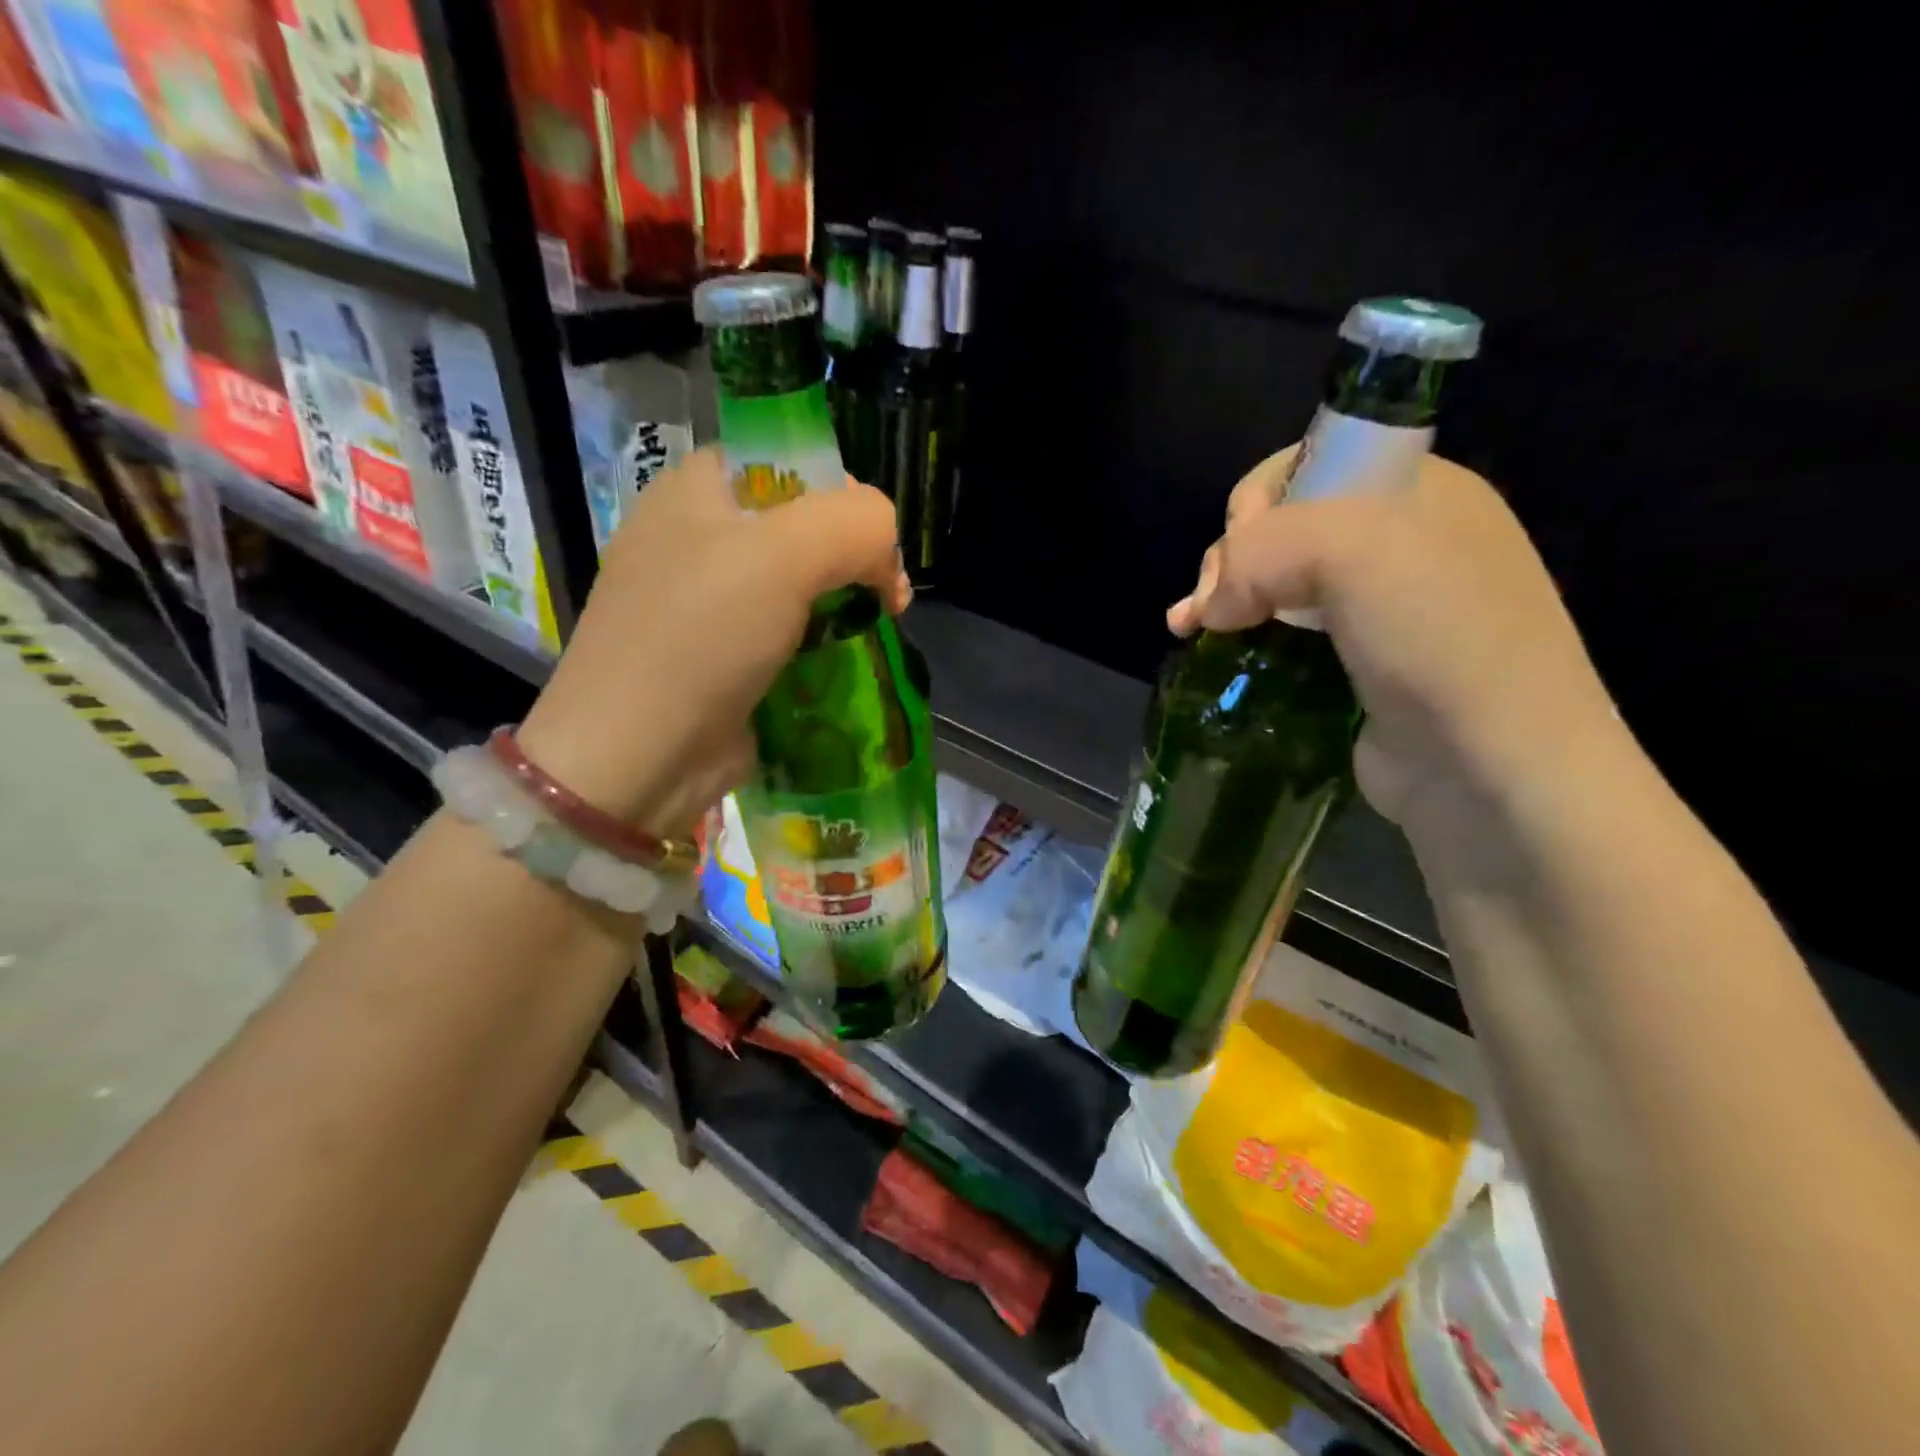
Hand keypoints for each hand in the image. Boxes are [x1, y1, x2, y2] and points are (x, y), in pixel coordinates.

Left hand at [517, 448, 908, 833]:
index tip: (874, 541)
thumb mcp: (784, 554)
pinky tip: (844, 662)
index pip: (790, 462)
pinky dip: (822, 644)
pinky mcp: (725, 657)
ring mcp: (709, 602)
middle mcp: (700, 537)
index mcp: (698, 490)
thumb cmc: (701, 636)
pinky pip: (789, 632)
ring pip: (800, 583)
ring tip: (876, 631)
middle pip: (803, 525)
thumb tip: (887, 556)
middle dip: (855, 557)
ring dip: (845, 604)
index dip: (844, 492)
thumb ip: (856, 524)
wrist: (640, 756)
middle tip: (886, 598)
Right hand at [1169, 448, 1627, 856]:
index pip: (1313, 462)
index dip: (1261, 497)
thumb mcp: (1353, 552)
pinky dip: (1241, 638)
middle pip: (1284, 525)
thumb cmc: (1437, 638)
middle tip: (1211, 606)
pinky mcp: (1352, 666)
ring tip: (1188, 630)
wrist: (1491, 767)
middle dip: (1232, 556)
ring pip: (1276, 581)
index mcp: (1416, 491)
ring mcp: (1376, 609)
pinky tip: (1210, 652)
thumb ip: (1261, 550)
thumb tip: (1210, 606)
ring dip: (1224, 598)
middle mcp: (1398, 543)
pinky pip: (1282, 633)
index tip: (1242, 550)